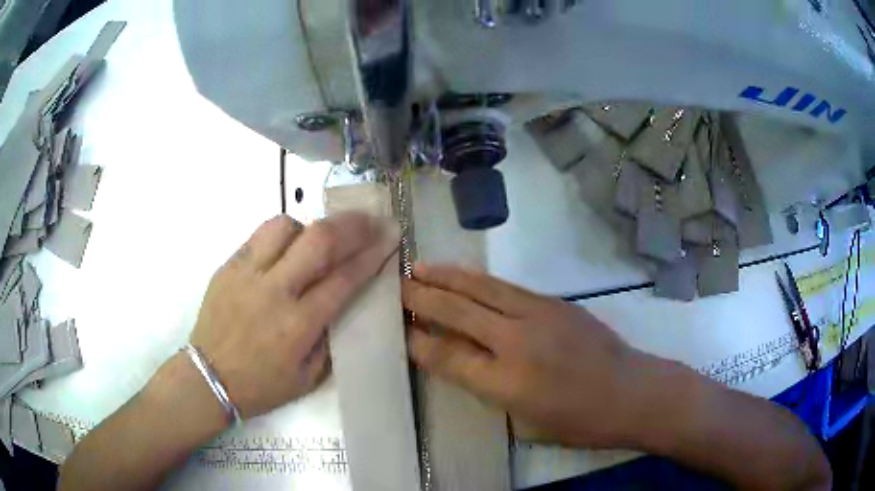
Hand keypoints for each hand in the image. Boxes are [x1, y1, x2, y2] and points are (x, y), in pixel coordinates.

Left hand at [190, 213, 399, 418]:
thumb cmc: (261, 385)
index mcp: (298, 325)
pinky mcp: (228, 265)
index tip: (391, 237)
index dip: (372, 254)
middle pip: (319, 241)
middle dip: (353, 225)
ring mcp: (247, 273)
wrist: (208, 377)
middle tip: (372, 219)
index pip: (344, 279)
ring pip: (286, 226)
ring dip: (312, 226)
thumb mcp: (308, 378)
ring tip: (321, 237)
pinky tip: (288, 246)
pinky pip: (260, 234)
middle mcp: (274, 291)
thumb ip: (330, 339)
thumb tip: (344, 302)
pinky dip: (283, 233)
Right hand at [402, 264, 641, 447]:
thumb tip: (463, 362)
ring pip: (482, 289)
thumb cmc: (580, 422)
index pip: (448, 356)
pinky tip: (465, 276)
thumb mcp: (526, 423)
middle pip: (459, 312)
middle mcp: (517, 342)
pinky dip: (479, 280)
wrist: (632, 392)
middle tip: (396, 285)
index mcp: (507, 382)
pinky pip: (507, 287)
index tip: (398, 328)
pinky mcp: (555, 302)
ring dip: (447, 277)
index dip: (419, 341)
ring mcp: (539, 315)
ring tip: (419, 267)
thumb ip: (490, 390)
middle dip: (422, 297)